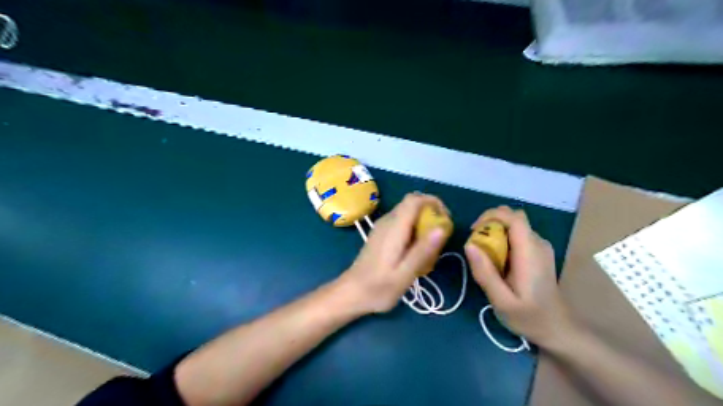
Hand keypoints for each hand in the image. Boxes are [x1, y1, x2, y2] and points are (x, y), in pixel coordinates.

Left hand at [337, 193, 450, 313]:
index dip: (433, 202)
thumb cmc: (379, 287)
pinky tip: (415, 251)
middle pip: (412, 204)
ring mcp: (382, 227)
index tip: (446, 220)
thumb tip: (441, 228)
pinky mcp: (381, 234)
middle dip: (431, 213)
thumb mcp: (405, 274)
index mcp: (394, 228)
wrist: (352, 293)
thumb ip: (423, 250)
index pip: (414, 199)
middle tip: (441, 236)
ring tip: (431, 247)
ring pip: (408, 213)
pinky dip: (414, 229)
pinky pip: (402, 222)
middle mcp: (387, 221)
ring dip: (423, 222)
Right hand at [466, 206, 579, 348]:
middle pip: (514, 217)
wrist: (558, 329)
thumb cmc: (529, 317)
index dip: (491, 216)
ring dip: (496, 230)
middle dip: (491, 221)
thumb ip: (485, 272)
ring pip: (515, 225)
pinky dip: (503, 238)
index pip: (513, 218)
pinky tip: (497, 258)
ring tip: (484, 252)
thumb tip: (469, 245)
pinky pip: (518, 235)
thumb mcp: (501, 300)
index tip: (474, 230)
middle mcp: (538, 243)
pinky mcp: (539, 252)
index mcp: (530, 252)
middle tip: (476, 241)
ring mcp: (541, 247)